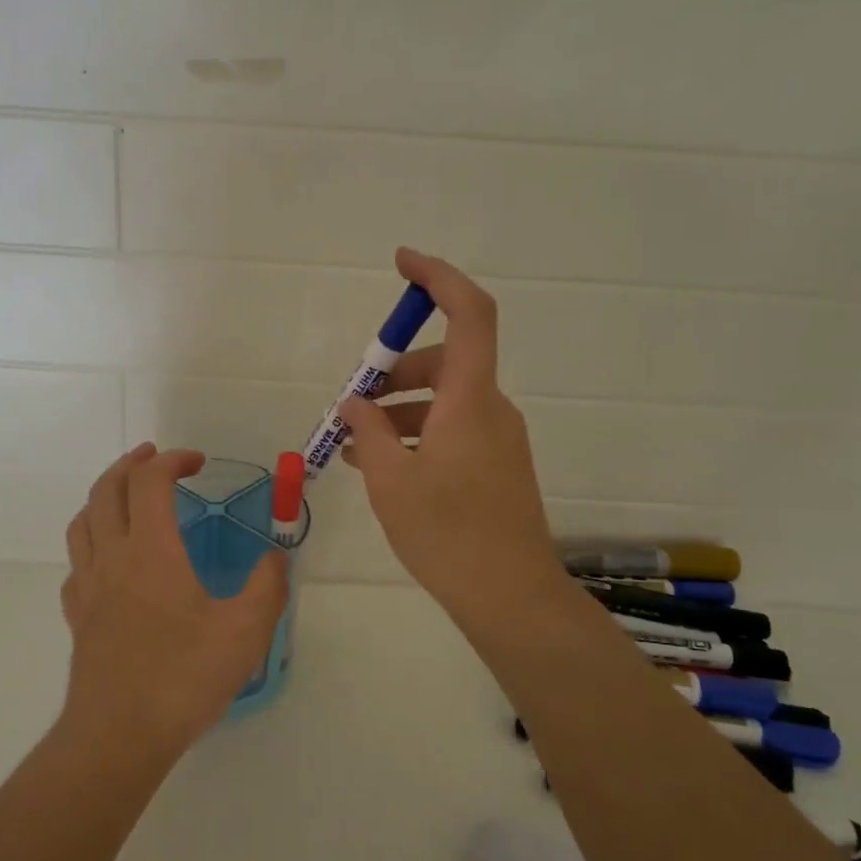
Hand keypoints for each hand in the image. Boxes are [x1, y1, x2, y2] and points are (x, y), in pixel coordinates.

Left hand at [60, 444, 289, 759]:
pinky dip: (92, 541)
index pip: (150, 482)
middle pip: (106, 489)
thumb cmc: (183, 678)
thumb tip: (275, 558)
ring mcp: (87, 586)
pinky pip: (76, 562)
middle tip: (155, 458)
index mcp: (151, 550)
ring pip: (83, 521)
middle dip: (132, 464)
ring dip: (104, 495)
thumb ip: (267, 587)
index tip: (196, 462)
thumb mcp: (245, 632)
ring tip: (126, 495)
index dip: (171, 460)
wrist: (119, 734)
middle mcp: (112, 557)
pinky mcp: (77, 616)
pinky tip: (108, 559)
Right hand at [341, 248, 568, 634]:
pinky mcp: (497, 465)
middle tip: (350, 403)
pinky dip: (417, 434)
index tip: (402, 263)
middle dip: (393, 371)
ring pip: (444, 400)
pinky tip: (383, 465)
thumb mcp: (392, 481)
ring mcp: (498, 438)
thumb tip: (355, 403)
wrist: (510, 596)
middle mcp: (491, 409)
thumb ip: (370, 432)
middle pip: (444, 362)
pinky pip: (453, 430)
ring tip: (354, 446)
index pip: (469, 313)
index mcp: (470, 400)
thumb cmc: (447, 534)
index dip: (438, 278)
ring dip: (399, 410)